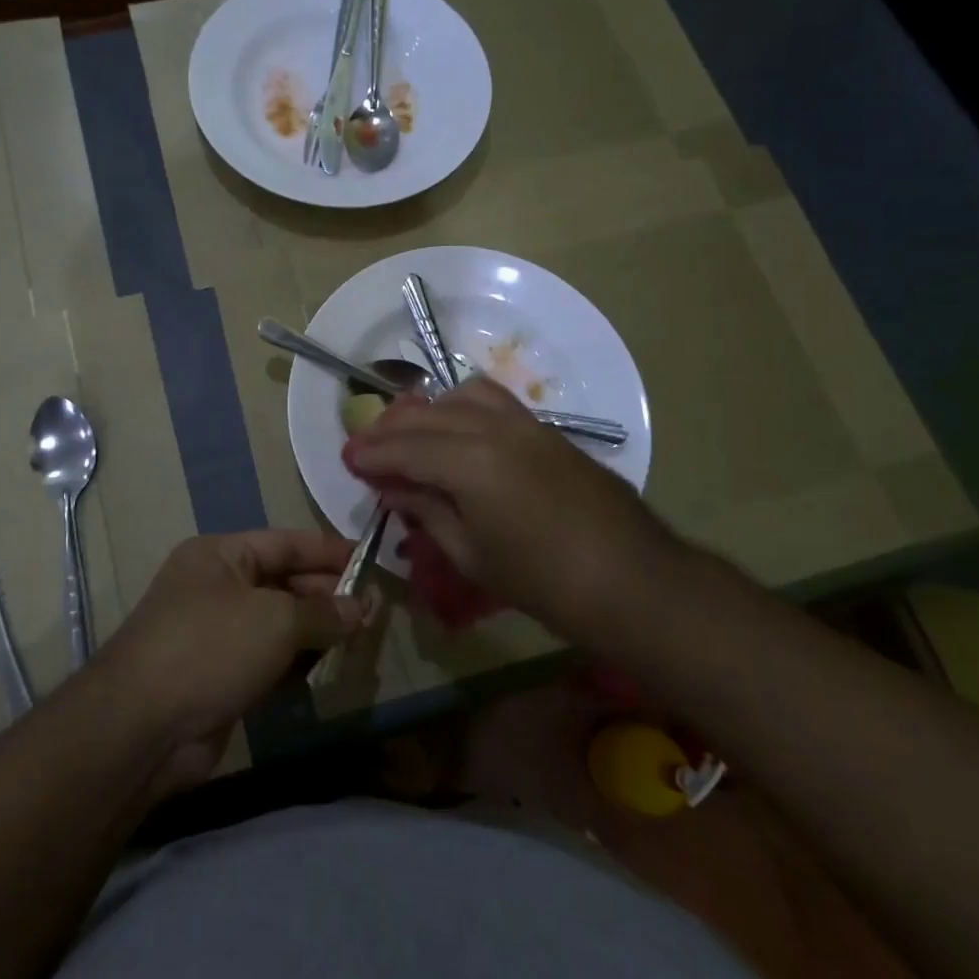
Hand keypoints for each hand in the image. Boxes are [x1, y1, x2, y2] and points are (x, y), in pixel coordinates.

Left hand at [101, 531, 363, 789]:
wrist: (142, 728)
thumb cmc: (210, 648)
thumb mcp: (275, 620)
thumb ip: (323, 612)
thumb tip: (362, 607)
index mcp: (220, 555)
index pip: (286, 543)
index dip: (329, 551)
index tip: (371, 560)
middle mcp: (216, 587)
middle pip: (283, 583)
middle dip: (327, 596)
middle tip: (373, 611)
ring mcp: (216, 634)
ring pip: (278, 624)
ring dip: (316, 632)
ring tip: (360, 639)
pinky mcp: (220, 676)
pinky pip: (268, 659)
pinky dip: (296, 662)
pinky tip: (328, 669)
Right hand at [343, 378, 684, 632]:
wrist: (631, 579)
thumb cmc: (544, 581)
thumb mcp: (471, 555)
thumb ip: (427, 511)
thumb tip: (393, 488)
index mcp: (470, 462)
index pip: (406, 447)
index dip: (372, 454)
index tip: (347, 459)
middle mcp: (493, 428)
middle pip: (427, 416)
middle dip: (390, 429)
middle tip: (365, 447)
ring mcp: (524, 422)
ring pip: (459, 396)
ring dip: (426, 410)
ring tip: (408, 433)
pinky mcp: (545, 428)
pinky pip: (492, 400)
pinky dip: (460, 406)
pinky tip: (454, 429)